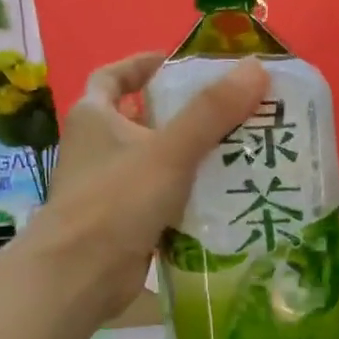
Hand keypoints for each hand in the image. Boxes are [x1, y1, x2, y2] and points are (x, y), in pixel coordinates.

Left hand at [24, 53, 268, 320]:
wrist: (82, 274)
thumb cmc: (117, 201)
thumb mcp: (169, 150)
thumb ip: (212, 112)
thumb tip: (256, 68)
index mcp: (95, 118)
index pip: (113, 76)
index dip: (142, 65)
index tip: (178, 64)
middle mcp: (98, 150)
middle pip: (143, 121)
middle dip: (183, 116)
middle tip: (231, 114)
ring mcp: (110, 189)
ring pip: (157, 164)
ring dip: (192, 160)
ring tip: (241, 154)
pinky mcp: (125, 224)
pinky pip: (163, 201)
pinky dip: (189, 198)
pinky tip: (225, 201)